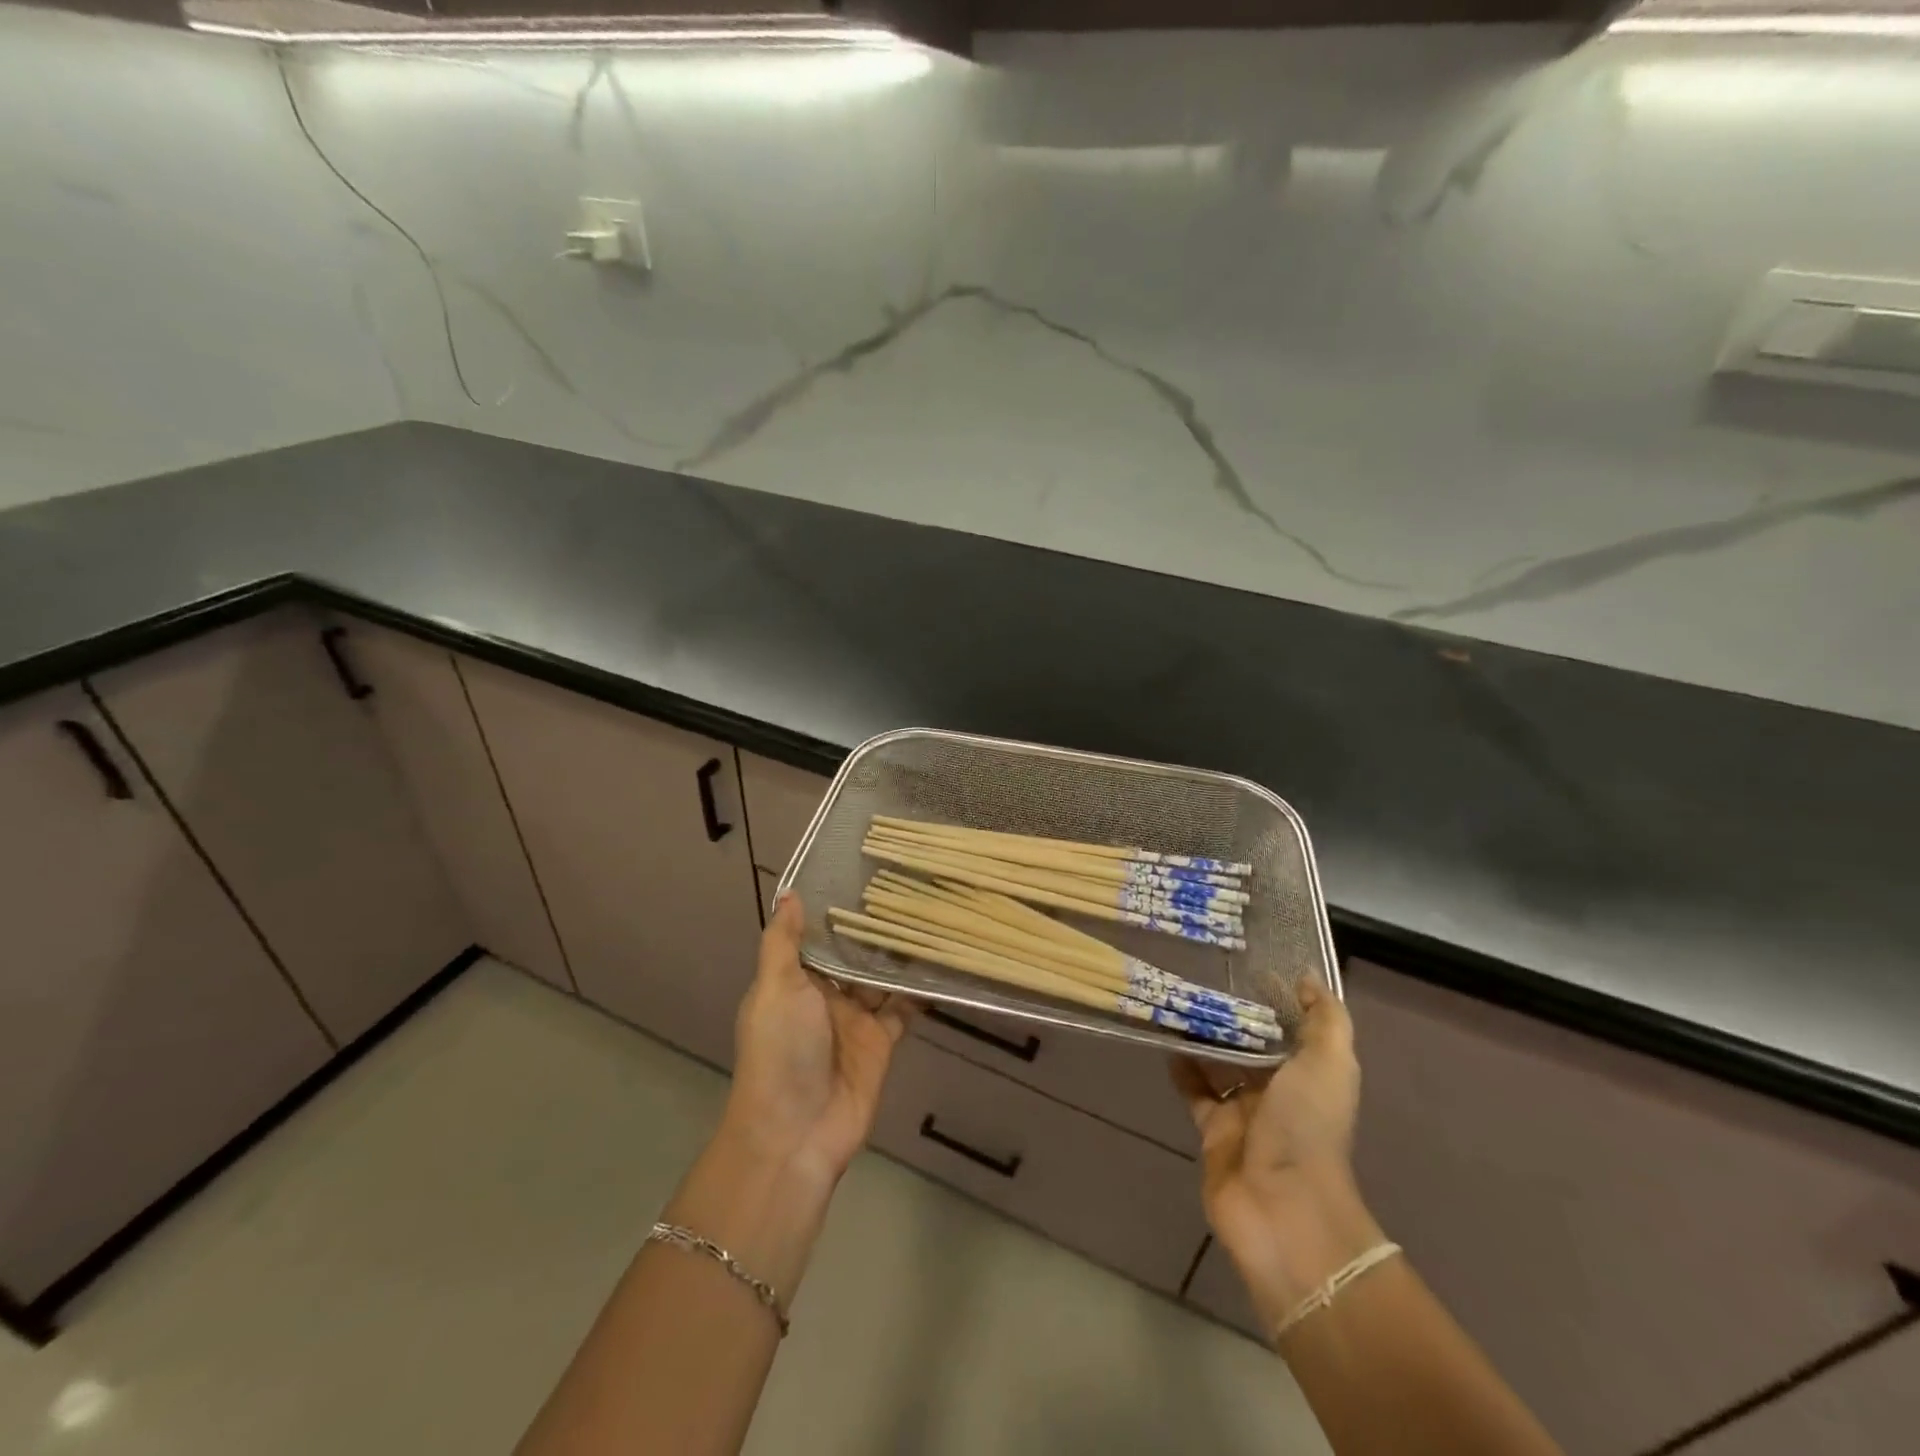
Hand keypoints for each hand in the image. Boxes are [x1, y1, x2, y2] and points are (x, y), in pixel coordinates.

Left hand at [724, 893, 914, 1186]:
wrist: (797, 1132)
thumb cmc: (780, 1050)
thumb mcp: (775, 989)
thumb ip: (784, 942)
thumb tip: (789, 892)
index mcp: (793, 980)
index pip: (816, 936)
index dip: (835, 908)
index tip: (861, 872)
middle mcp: (824, 995)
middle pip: (852, 955)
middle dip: (872, 929)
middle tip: (907, 885)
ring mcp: (854, 1019)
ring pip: (880, 978)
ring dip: (898, 955)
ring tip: (928, 914)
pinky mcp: (881, 1042)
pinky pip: (902, 1009)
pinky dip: (917, 990)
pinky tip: (939, 962)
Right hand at [1172, 978, 1384, 1329]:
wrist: (1281, 1206)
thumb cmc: (1307, 1127)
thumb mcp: (1330, 1064)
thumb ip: (1326, 1019)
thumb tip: (1307, 977)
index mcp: (1310, 1074)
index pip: (1291, 1027)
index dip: (1273, 997)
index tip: (1246, 963)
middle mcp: (1279, 1091)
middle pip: (1253, 1043)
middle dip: (1232, 1015)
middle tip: (1200, 974)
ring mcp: (1244, 1112)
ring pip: (1220, 1063)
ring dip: (1203, 1037)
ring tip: (1177, 999)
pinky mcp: (1213, 1130)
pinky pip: (1194, 1091)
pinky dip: (1181, 1067)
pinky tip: (1165, 1039)